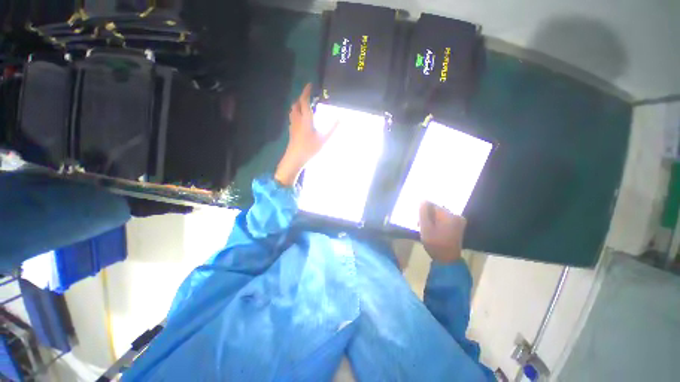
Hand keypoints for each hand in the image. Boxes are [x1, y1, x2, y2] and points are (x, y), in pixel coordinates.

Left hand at [274, 83, 336, 186]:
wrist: (294, 159)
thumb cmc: (309, 149)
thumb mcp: (324, 140)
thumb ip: (333, 128)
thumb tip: (341, 118)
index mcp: (305, 119)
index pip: (304, 101)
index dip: (306, 91)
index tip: (310, 85)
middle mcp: (297, 120)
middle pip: (296, 104)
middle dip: (301, 98)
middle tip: (308, 96)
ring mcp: (293, 126)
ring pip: (293, 111)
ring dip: (297, 105)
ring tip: (304, 105)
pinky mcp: (291, 132)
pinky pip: (292, 118)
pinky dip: (296, 113)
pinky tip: (301, 119)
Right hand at [419, 201, 466, 262]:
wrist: (448, 260)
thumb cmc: (435, 244)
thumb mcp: (425, 228)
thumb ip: (423, 212)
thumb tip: (422, 200)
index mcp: (449, 215)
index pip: (432, 205)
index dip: (423, 212)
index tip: (419, 222)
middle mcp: (456, 215)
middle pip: (437, 210)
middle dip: (428, 216)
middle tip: (421, 227)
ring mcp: (458, 221)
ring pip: (440, 215)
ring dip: (432, 220)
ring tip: (427, 230)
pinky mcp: (458, 226)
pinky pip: (445, 219)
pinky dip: (438, 223)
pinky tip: (434, 231)